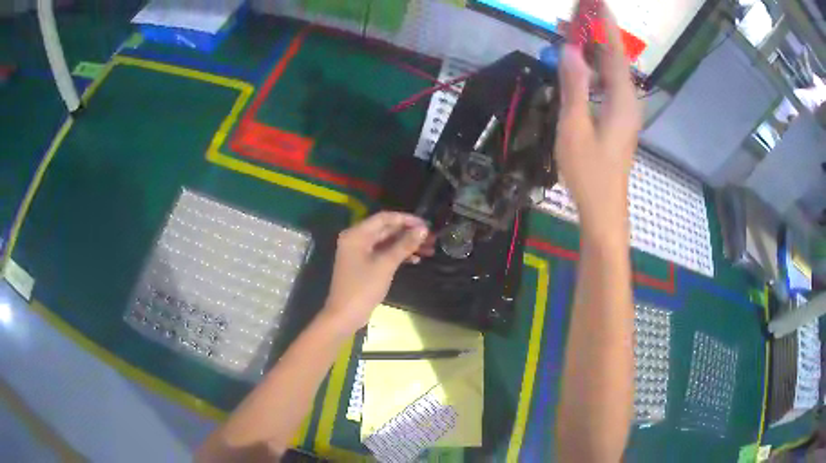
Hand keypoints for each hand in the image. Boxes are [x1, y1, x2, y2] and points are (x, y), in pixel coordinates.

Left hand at [321, 212, 429, 333]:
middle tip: (432, 237)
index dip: (406, 219)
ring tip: (429, 249)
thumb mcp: (386, 265)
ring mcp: (360, 252)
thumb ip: (404, 245)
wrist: (345, 315)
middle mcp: (357, 239)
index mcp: (357, 234)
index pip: (384, 218)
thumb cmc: (363, 287)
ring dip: (407, 245)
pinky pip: (384, 253)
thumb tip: (423, 229)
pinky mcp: (364, 264)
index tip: (426, 224)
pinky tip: (416, 260)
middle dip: (409, 233)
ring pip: (387, 242)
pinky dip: (398, 255)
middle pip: (386, 229)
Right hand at [554, 5, 640, 245]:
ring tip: (573, 30)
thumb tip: (569, 49)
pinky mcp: (617, 120)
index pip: (615, 53)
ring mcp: (623, 112)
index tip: (597, 3)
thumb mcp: (575, 128)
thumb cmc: (589, 173)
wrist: (603, 210)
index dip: (605, 25)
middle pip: (614, 59)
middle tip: (577, 11)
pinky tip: (580, 64)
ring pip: (610, 71)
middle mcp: (627, 102)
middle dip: (597, 32)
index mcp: (622, 101)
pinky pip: (607, 84)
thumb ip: (574, 87)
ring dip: (593, 49)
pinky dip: (594, 68)